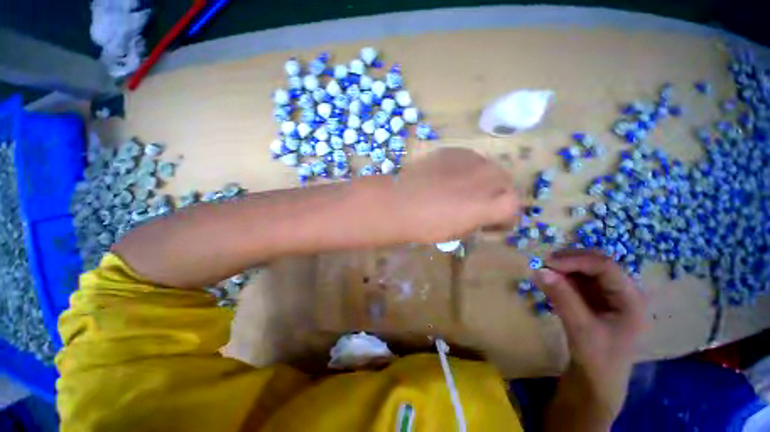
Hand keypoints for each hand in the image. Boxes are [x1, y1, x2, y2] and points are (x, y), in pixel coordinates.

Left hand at [389, 147, 519, 242]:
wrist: (399, 203)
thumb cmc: (428, 225)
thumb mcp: (460, 232)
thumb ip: (479, 220)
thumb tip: (481, 214)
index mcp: (495, 203)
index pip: (514, 207)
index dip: (503, 217)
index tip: (490, 222)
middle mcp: (490, 177)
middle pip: (505, 183)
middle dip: (496, 194)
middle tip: (477, 203)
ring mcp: (472, 160)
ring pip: (488, 168)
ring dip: (481, 179)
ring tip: (461, 188)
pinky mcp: (454, 151)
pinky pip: (468, 159)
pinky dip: (464, 169)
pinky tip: (447, 177)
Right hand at [535, 249, 644, 428]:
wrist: (596, 381)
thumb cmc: (597, 360)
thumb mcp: (580, 329)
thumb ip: (562, 298)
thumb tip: (538, 270)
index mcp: (631, 299)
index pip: (606, 267)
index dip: (576, 260)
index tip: (547, 262)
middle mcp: (624, 292)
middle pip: (597, 263)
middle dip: (570, 261)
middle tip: (544, 264)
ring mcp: (610, 294)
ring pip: (586, 269)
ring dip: (564, 267)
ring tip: (544, 273)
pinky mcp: (596, 298)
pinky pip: (579, 279)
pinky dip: (563, 277)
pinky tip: (551, 282)